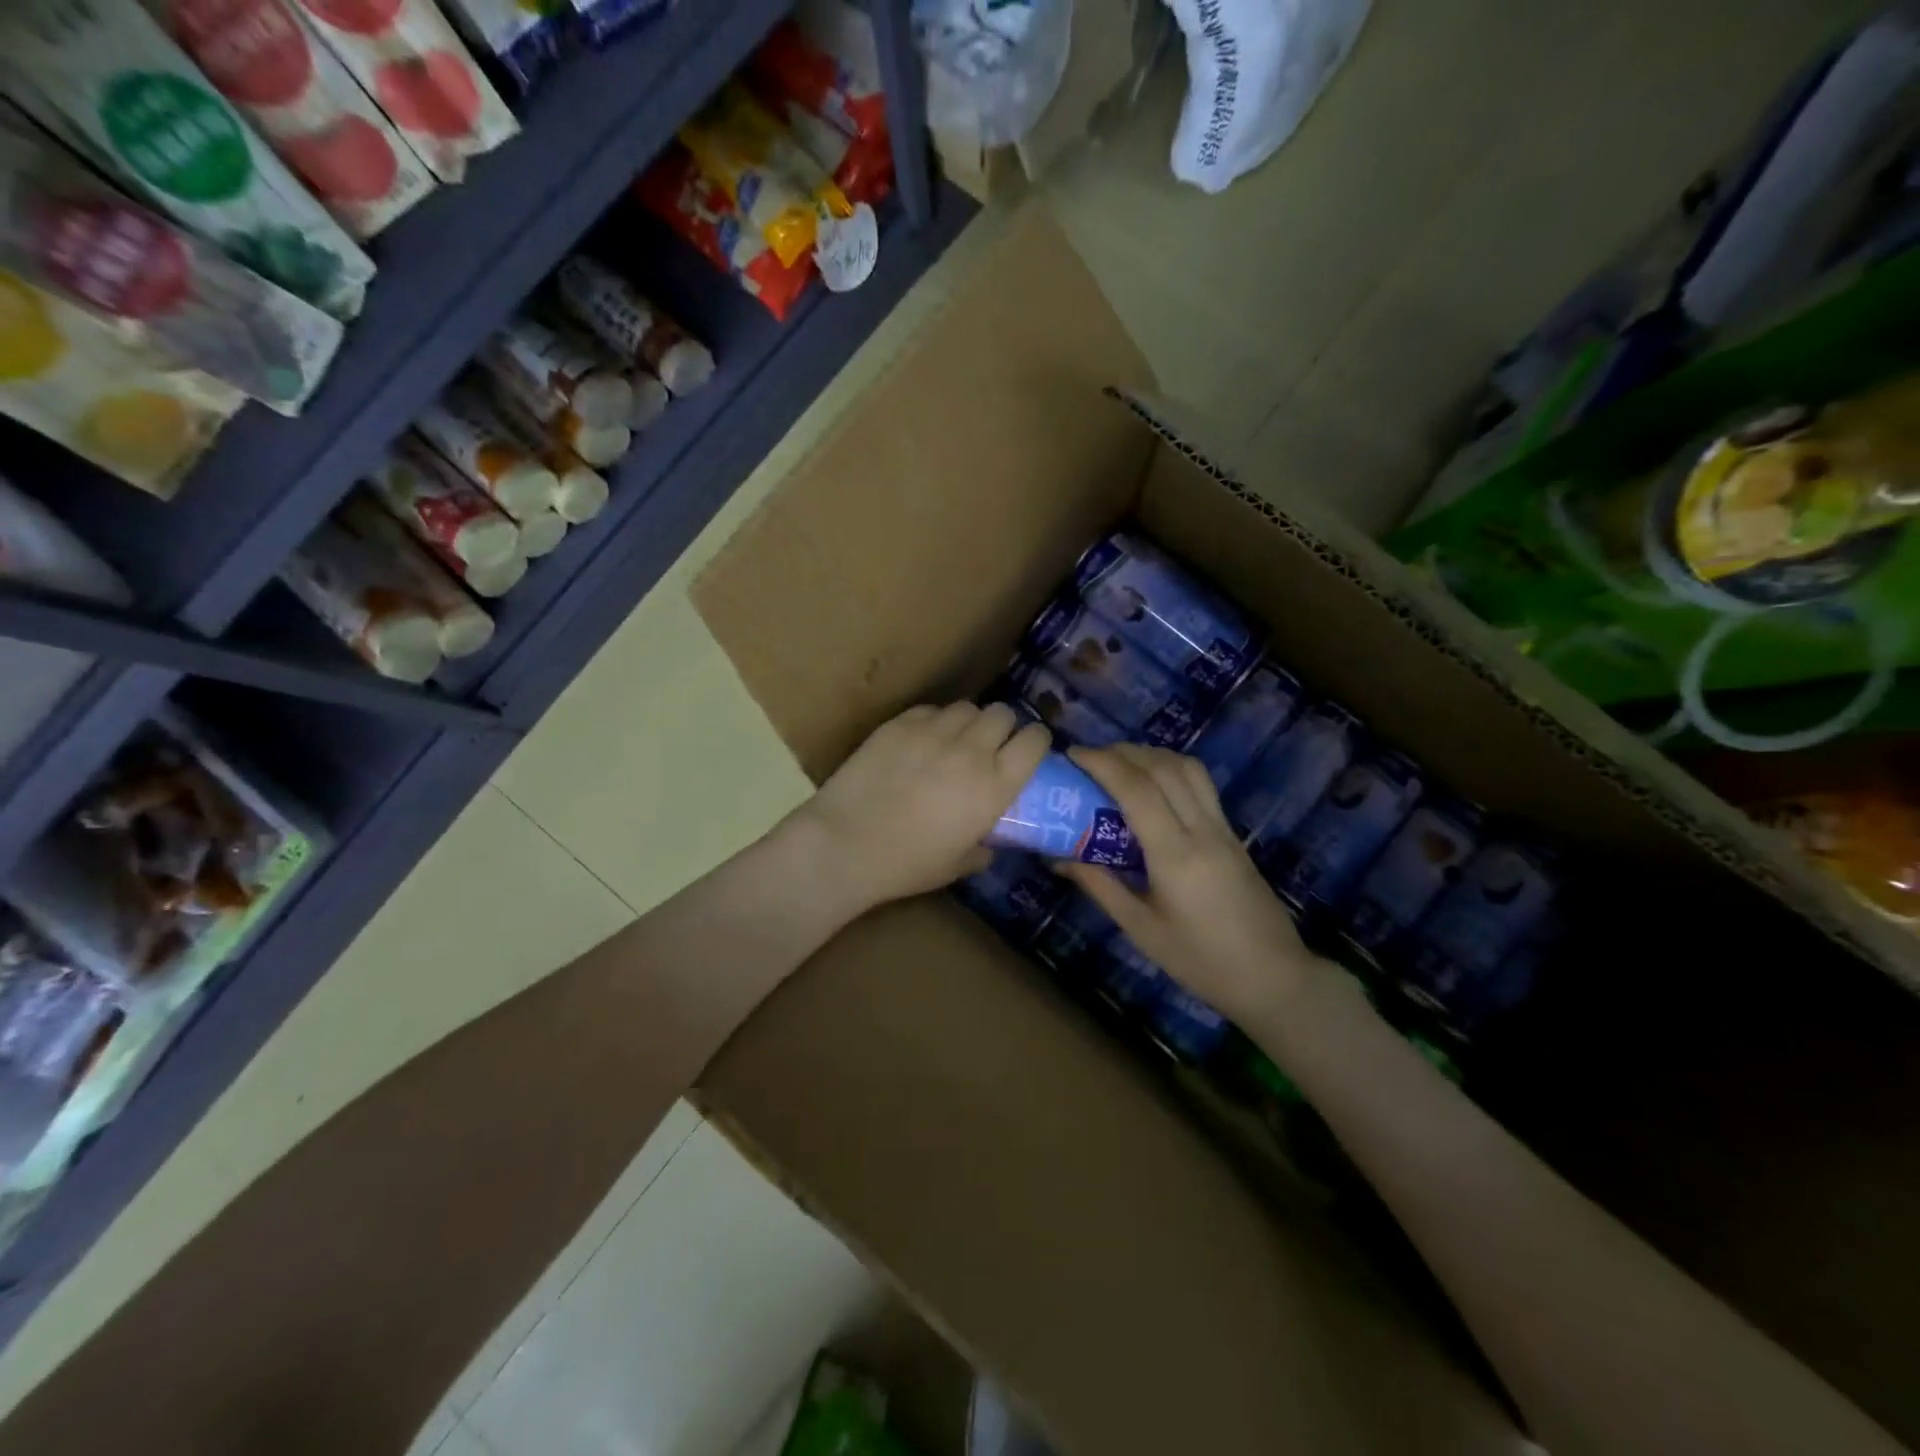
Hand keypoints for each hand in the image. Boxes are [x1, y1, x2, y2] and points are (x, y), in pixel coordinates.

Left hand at [789, 702, 1050, 916]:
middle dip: (1001, 727)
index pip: (1035, 740)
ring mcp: (934, 732)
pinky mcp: (899, 724)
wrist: (846, 844)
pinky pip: (929, 710)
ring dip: (967, 722)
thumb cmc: (907, 864)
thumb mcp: (958, 865)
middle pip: (1002, 714)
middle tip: (987, 746)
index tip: (1027, 750)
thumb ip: (982, 848)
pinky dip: (932, 722)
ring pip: (966, 707)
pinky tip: (919, 742)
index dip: (1035, 741)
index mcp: (995, 785)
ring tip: (952, 740)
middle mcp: (972, 750)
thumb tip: (989, 844)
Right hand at [1060, 744, 1320, 1025]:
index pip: (1136, 789)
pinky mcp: (1233, 834)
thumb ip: (1100, 886)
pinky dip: (1171, 769)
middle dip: (1121, 752)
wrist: (1274, 978)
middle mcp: (1202, 830)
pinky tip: (1152, 785)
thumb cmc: (1201, 961)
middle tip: (1088, 758)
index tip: (1072, 755)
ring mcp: (1223, 829)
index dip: (1102, 763)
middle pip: (1162, 767)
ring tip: (1119, 763)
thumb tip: (1059, 859)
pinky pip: (1201, 784)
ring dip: (1150, 755)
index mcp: (1175, 855)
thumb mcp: (1141, 929)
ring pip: (1187, 768)